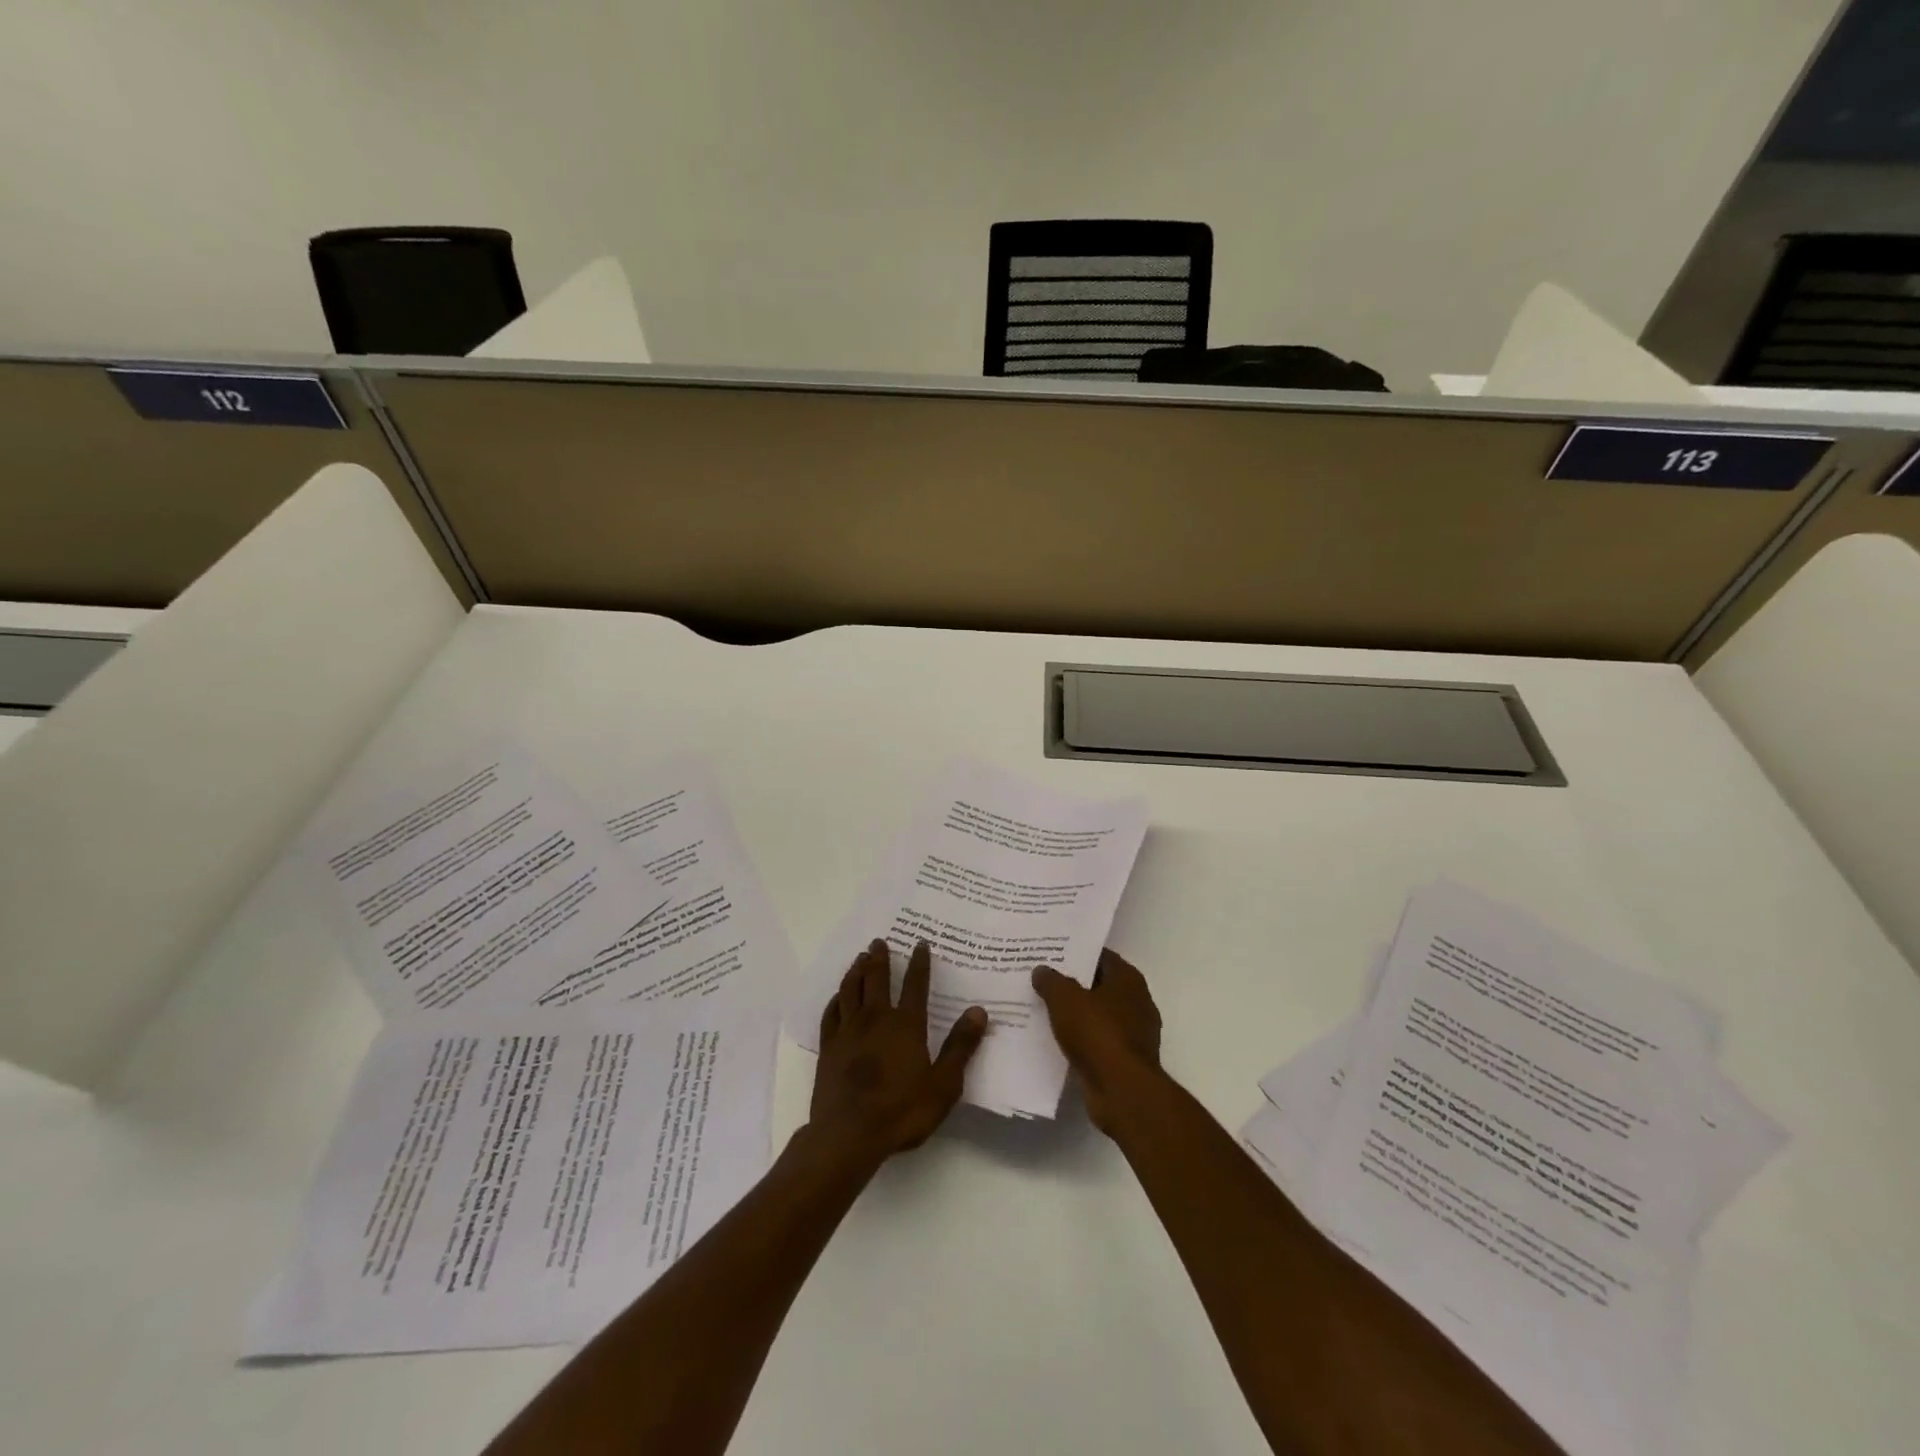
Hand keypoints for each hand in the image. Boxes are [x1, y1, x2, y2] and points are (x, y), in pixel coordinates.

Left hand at [810, 939, 987, 1165]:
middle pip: (877, 979)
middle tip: (879, 941)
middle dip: (880, 958)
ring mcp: (848, 1031)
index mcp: (906, 1025)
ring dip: (856, 970)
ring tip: (860, 958)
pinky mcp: (828, 1047)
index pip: (916, 985)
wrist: (847, 1135)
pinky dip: (836, 998)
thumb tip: (978, 1011)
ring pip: (851, 989)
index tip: (920, 944)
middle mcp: (876, 1018)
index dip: (919, 963)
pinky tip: (839, 996)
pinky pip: (831, 1013)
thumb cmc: (901, 1111)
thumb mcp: (943, 1084)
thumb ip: (960, 1047)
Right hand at [1032, 949, 1162, 1134]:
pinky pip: (1098, 1041)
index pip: (1101, 957)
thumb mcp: (1065, 999)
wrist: (1122, 1091)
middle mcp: (1137, 1002)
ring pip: (1098, 1015)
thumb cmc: (1097, 1033)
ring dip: (1077, 1014)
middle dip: (1074, 984)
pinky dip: (1081, 1039)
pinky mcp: (1126, 1060)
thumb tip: (1042, 970)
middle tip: (1043, 980)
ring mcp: (1134, 1033)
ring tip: (1045, 1009)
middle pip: (1100, 986)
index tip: (1052, 954)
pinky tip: (1057, 1039)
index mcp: (1128, 980)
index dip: (1077, 954)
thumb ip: (1052, 981)